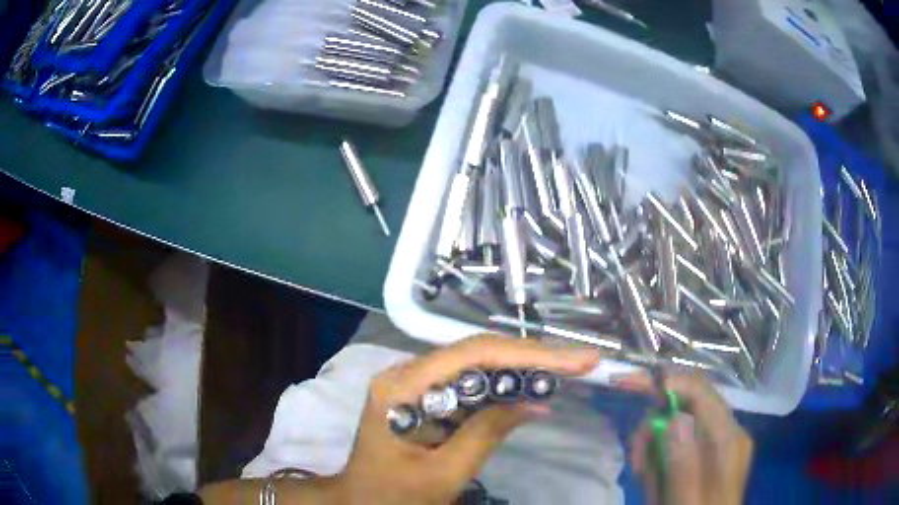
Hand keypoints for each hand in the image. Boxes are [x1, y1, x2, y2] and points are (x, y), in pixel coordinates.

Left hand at [330, 334, 600, 504]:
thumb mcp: (445, 474)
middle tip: (581, 361)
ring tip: (567, 369)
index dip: (528, 354)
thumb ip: (487, 433)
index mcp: (402, 388)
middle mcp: (405, 373)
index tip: (575, 360)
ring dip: (522, 367)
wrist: (360, 502)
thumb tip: (535, 403)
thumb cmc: (395, 496)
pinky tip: (532, 388)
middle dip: (532, 357)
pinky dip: (503, 386)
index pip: (472, 356)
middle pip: (476, 353)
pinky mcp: (423, 394)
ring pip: (475, 364)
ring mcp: (413, 382)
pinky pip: (468, 383)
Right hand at [616, 372, 752, 504]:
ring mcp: (719, 443)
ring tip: (643, 475)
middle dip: (655, 426)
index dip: (667, 382)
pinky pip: (680, 442)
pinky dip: (661, 455)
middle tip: (636, 458)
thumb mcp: (686, 498)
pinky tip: (654, 477)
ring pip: (679, 425)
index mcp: (728, 437)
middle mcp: (727, 432)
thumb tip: (672, 418)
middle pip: (686, 407)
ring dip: (654, 446)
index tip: (631, 386)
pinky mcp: (708, 455)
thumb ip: (682, 462)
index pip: (700, 390)